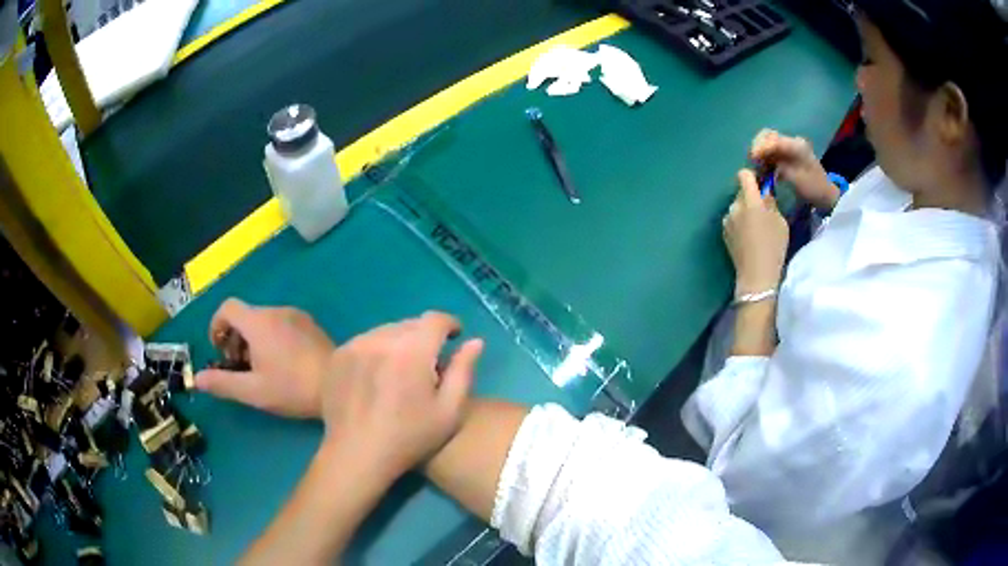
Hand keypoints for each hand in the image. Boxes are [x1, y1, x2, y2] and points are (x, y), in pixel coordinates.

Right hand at [195, 299, 334, 417]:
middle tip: (239, 367)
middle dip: (235, 338)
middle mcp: (276, 311)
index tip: (220, 350)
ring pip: (263, 320)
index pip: (227, 307)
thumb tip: (197, 379)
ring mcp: (296, 315)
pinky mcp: (311, 325)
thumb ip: (223, 383)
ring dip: (253, 339)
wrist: (342, 384)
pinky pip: (281, 324)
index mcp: (259, 321)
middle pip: (245, 315)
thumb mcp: (253, 391)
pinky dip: (271, 337)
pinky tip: (281, 365)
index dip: (217, 325)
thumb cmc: (293, 388)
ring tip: (260, 370)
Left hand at [320, 312, 483, 478]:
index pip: (436, 319)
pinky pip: (365, 341)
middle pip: (410, 324)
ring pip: (386, 331)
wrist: (356, 455)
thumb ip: (463, 371)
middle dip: (425, 336)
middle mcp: (382, 338)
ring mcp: (356, 345)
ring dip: (400, 342)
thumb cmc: (409, 438)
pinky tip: (377, 375)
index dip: (450, 324)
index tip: (455, 337)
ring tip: (401, 368)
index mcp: (413, 350)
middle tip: (429, 361)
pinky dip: (377, 350)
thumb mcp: (449, 412)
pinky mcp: (338, 355)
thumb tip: (474, 341)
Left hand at [723, 170, 788, 295]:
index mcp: (749, 200)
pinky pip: (733, 220)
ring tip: (756, 228)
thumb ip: (770, 203)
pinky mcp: (724, 233)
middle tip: (763, 211)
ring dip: (744, 211)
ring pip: (737, 207)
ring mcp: (727, 220)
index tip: (761, 186)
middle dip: (751, 197)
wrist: (756, 275)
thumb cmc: (773, 246)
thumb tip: (764, 194)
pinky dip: (740, 223)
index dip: (752, 177)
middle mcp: (734, 206)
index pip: (744, 175)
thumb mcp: (780, 221)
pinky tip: (748, 238)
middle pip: (741, 192)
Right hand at [750, 129, 838, 210]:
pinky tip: (762, 167)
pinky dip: (764, 157)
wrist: (825, 195)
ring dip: (760, 152)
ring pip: (767, 142)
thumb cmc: (812, 188)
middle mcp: (791, 141)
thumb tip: (761, 160)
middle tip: (753, 161)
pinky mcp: (787, 154)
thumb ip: (778, 166)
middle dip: (757, 146)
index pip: (773, 139)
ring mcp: (789, 147)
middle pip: (767, 135)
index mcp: (796, 145)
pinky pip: (771, 150)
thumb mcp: (796, 178)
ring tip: (756, 165)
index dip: (761, 147)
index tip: (753, 158)